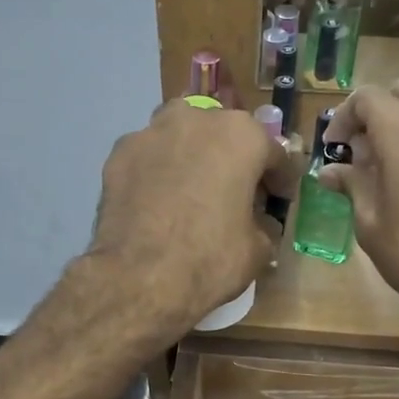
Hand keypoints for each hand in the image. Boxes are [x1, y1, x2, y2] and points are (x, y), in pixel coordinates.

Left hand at [86, 101, 297, 336]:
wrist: (138, 278)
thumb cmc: (210, 259)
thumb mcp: (257, 250)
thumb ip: (263, 225)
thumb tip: (257, 224)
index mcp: (241, 136)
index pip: (274, 153)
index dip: (280, 180)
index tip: (278, 200)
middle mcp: (196, 120)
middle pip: (224, 134)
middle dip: (233, 159)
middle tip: (234, 193)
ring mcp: (151, 133)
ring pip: (181, 135)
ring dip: (192, 155)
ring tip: (192, 189)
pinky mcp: (118, 154)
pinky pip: (149, 157)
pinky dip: (157, 172)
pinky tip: (157, 201)